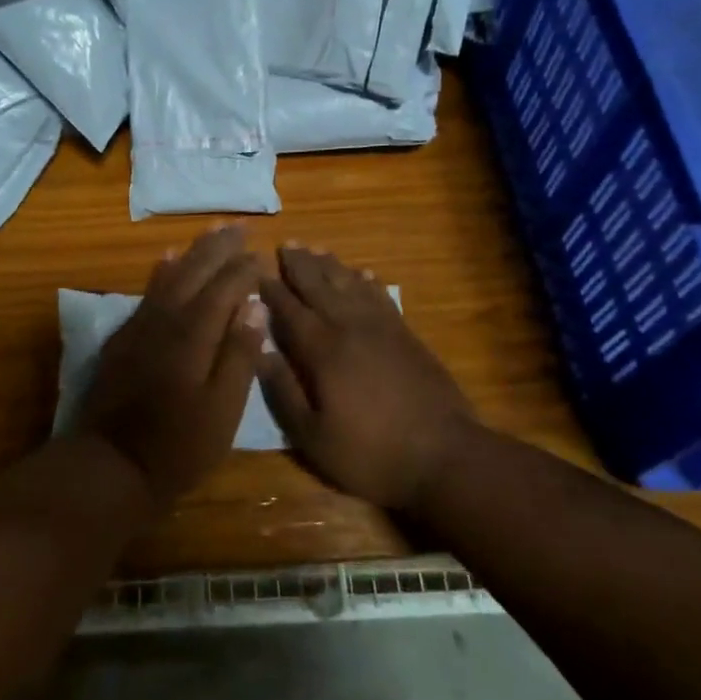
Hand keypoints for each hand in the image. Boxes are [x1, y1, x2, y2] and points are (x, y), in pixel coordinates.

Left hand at [77, 226, 265, 512]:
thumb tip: (254, 306)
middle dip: (218, 248)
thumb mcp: (222, 409)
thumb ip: (238, 354)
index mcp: (194, 334)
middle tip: (237, 225)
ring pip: (169, 276)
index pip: (224, 288)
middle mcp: (166, 319)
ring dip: (192, 252)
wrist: (111, 465)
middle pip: (195, 272)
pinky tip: (166, 261)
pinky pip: (147, 293)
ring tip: (209, 231)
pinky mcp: (123, 338)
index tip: (260, 252)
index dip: (243, 269)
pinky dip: (161, 272)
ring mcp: (140, 326)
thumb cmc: (178, 446)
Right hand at [258, 245, 477, 513]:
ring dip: (331, 266)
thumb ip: (284, 391)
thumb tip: (259, 351)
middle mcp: (350, 328)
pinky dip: (368, 282)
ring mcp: (382, 328)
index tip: (256, 270)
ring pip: (351, 285)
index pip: (290, 310)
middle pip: (320, 287)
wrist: (444, 455)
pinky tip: (362, 274)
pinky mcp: (406, 335)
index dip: (272, 289)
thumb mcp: (313, 436)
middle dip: (300, 265)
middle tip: (286, 244)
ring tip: (316, 249)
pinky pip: (381, 297)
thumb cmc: (370, 452)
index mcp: (323, 351)